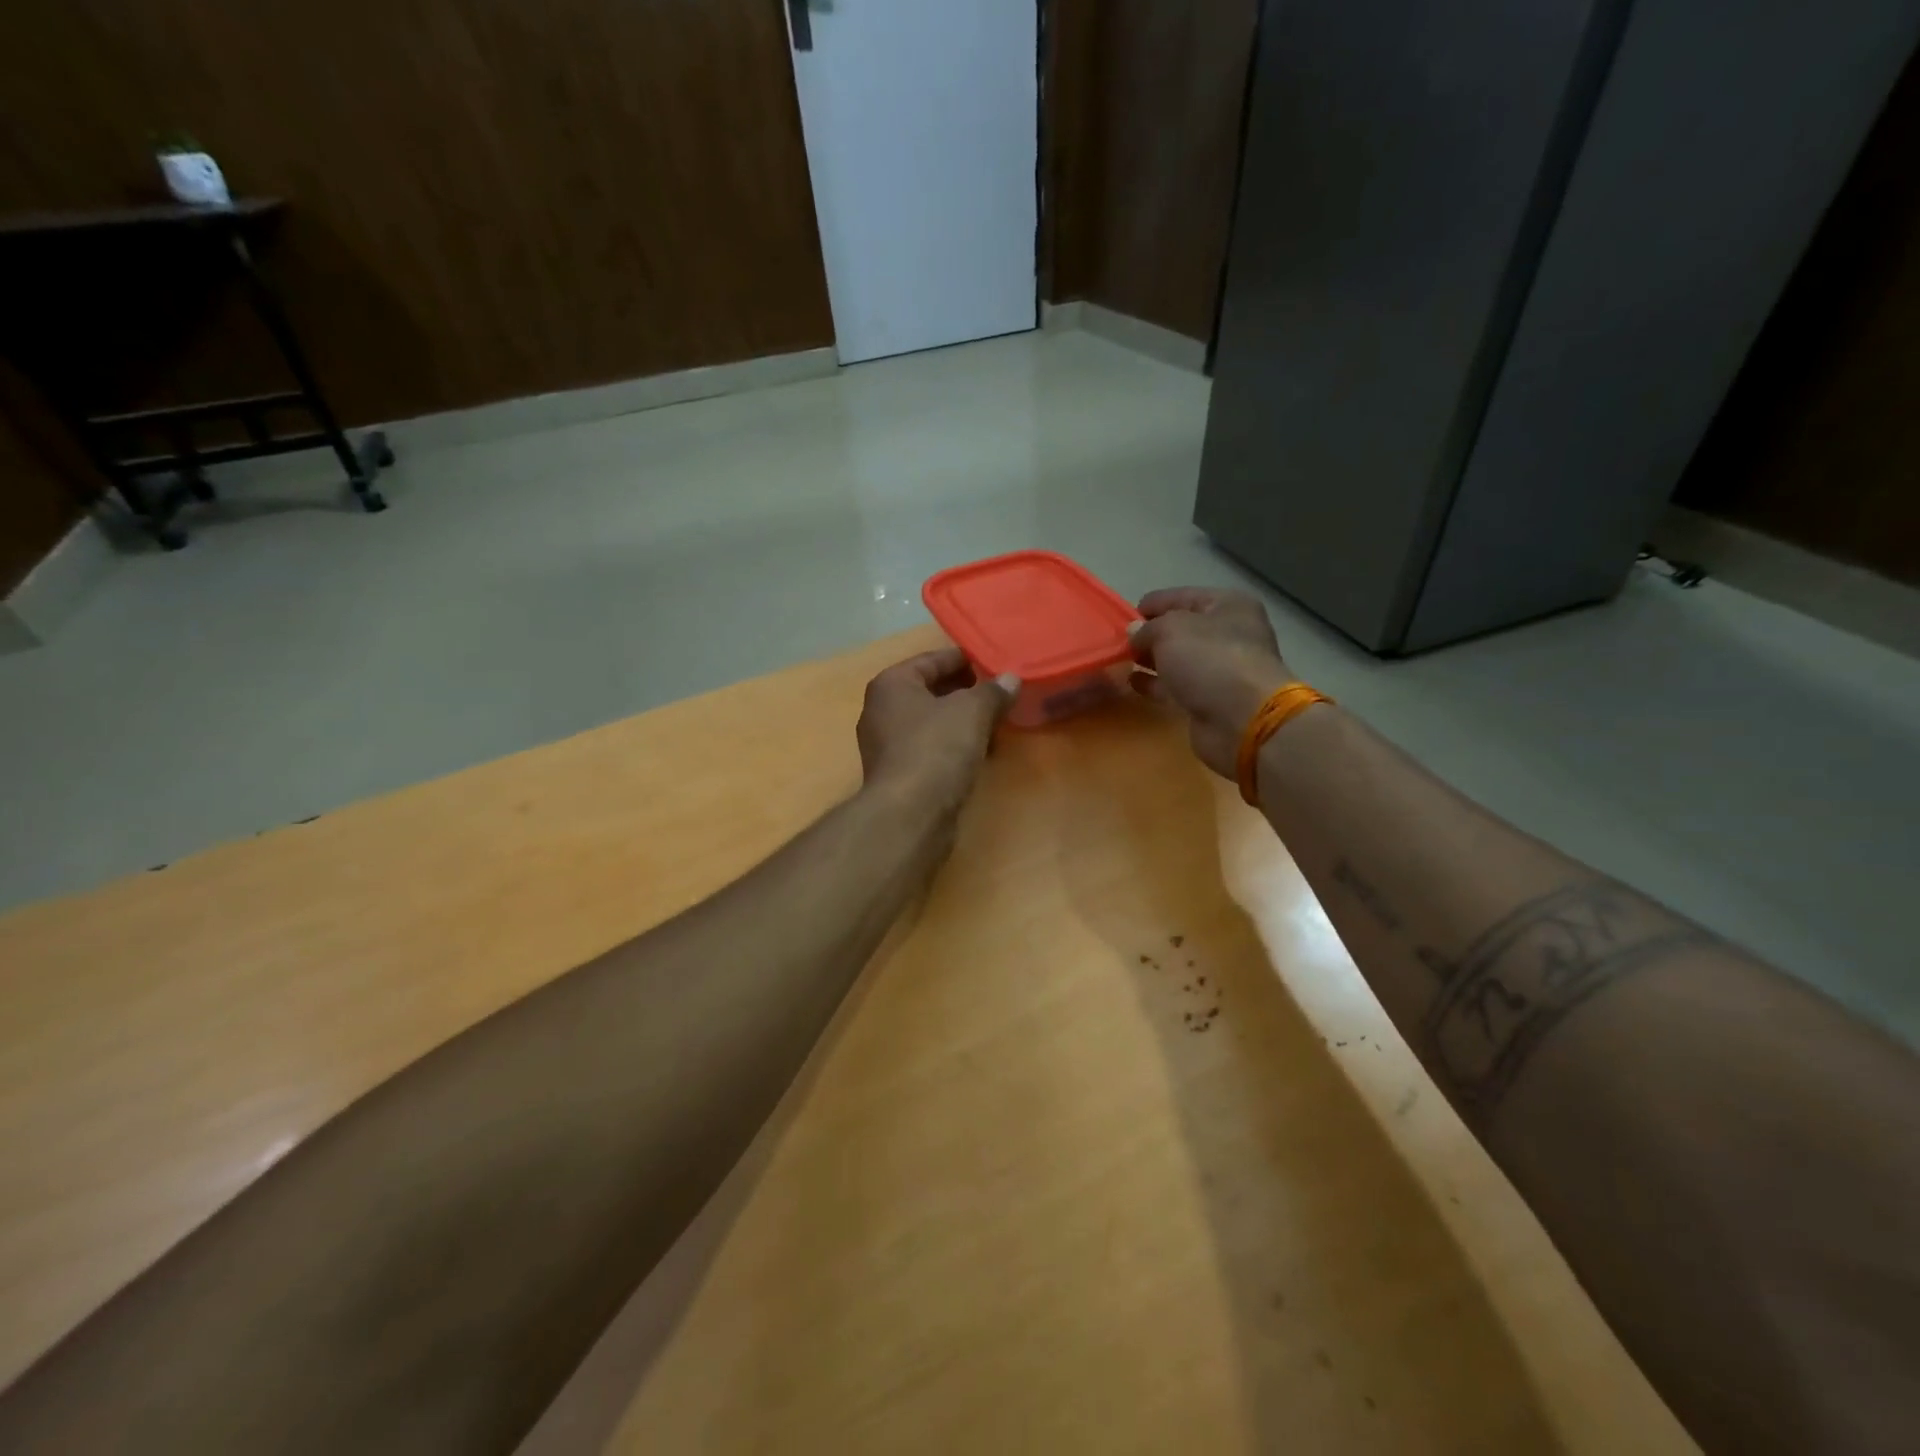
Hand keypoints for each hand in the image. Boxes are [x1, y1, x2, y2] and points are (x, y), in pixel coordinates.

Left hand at [857, 648, 1018, 814]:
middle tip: (999, 695)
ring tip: (996, 725)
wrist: (910, 813)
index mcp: (891, 684)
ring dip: (963, 723)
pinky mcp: (898, 776)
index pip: (932, 659)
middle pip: (930, 692)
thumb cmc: (936, 748)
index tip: (993, 663)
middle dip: (966, 693)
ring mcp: (887, 746)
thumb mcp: (972, 711)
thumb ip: (993, 691)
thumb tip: (1010, 679)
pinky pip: (931, 749)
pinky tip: (981, 754)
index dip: (964, 659)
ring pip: (932, 723)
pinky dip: (955, 747)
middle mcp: (881, 711)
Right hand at [1128, 587, 1292, 779]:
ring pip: (1177, 658)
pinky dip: (1155, 683)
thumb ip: (1146, 628)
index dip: (1152, 605)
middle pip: (1181, 628)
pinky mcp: (1210, 699)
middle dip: (1150, 634)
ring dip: (1151, 659)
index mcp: (1228, 606)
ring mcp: (1220, 669)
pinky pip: (1176, 685)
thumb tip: (1134, 633)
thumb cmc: (1210, 660)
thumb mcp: (1170, 630)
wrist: (1242, 720)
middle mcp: (1228, 633)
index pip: (1181, 596)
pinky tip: (1132, 683)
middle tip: (1119, 642)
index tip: (1122, 617)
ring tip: (1121, 661)